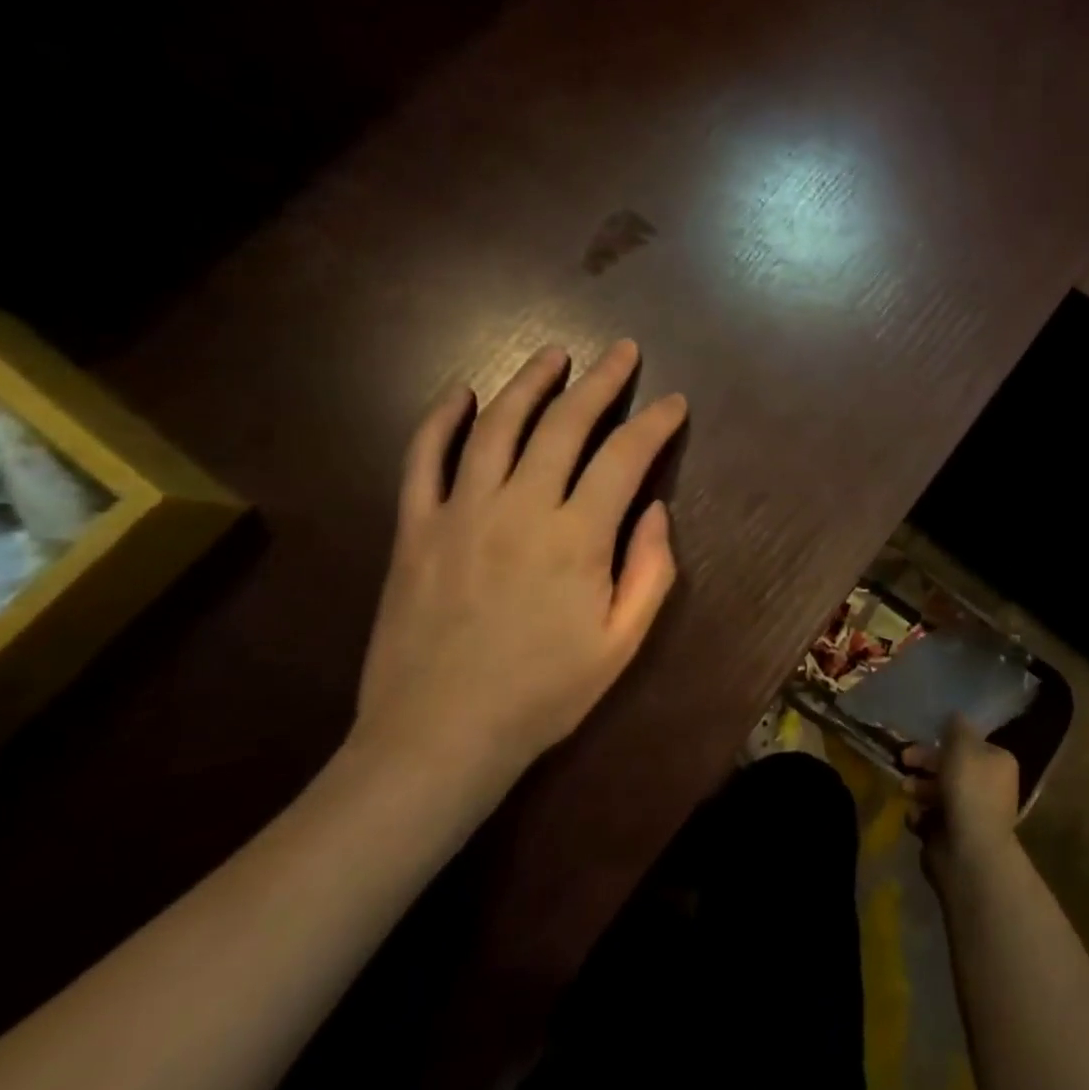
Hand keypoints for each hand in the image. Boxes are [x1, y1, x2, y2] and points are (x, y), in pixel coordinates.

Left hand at [347, 339, 686, 819]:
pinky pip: (422, 459)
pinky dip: (439, 420)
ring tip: (554, 355)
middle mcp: (519, 508)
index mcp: (576, 538)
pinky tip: (458, 393)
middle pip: (564, 424)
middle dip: (600, 381)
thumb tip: (654, 509)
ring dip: (529, 383)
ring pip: (496, 426)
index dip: (654, 423)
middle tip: (622, 351)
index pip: (624, 457)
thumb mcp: (622, 644)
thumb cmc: (543, 694)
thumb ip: (650, 570)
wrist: (438, 738)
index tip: (674, 402)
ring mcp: (460, 513)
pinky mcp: (414, 529)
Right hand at [905, 716, 1022, 887]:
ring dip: (918, 787)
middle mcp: (988, 788)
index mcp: (998, 764)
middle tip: (904, 759)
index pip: (970, 745)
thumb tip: (954, 717)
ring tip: (905, 790)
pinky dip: (920, 816)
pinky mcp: (953, 838)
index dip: (945, 740)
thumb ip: (956, 727)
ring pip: (937, 792)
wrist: (970, 852)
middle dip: (925, 763)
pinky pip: (931, 819)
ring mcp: (971, 815)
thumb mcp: (962, 745)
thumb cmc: (969, 790)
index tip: (924, 737)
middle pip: (951, 767)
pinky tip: (917, 817)